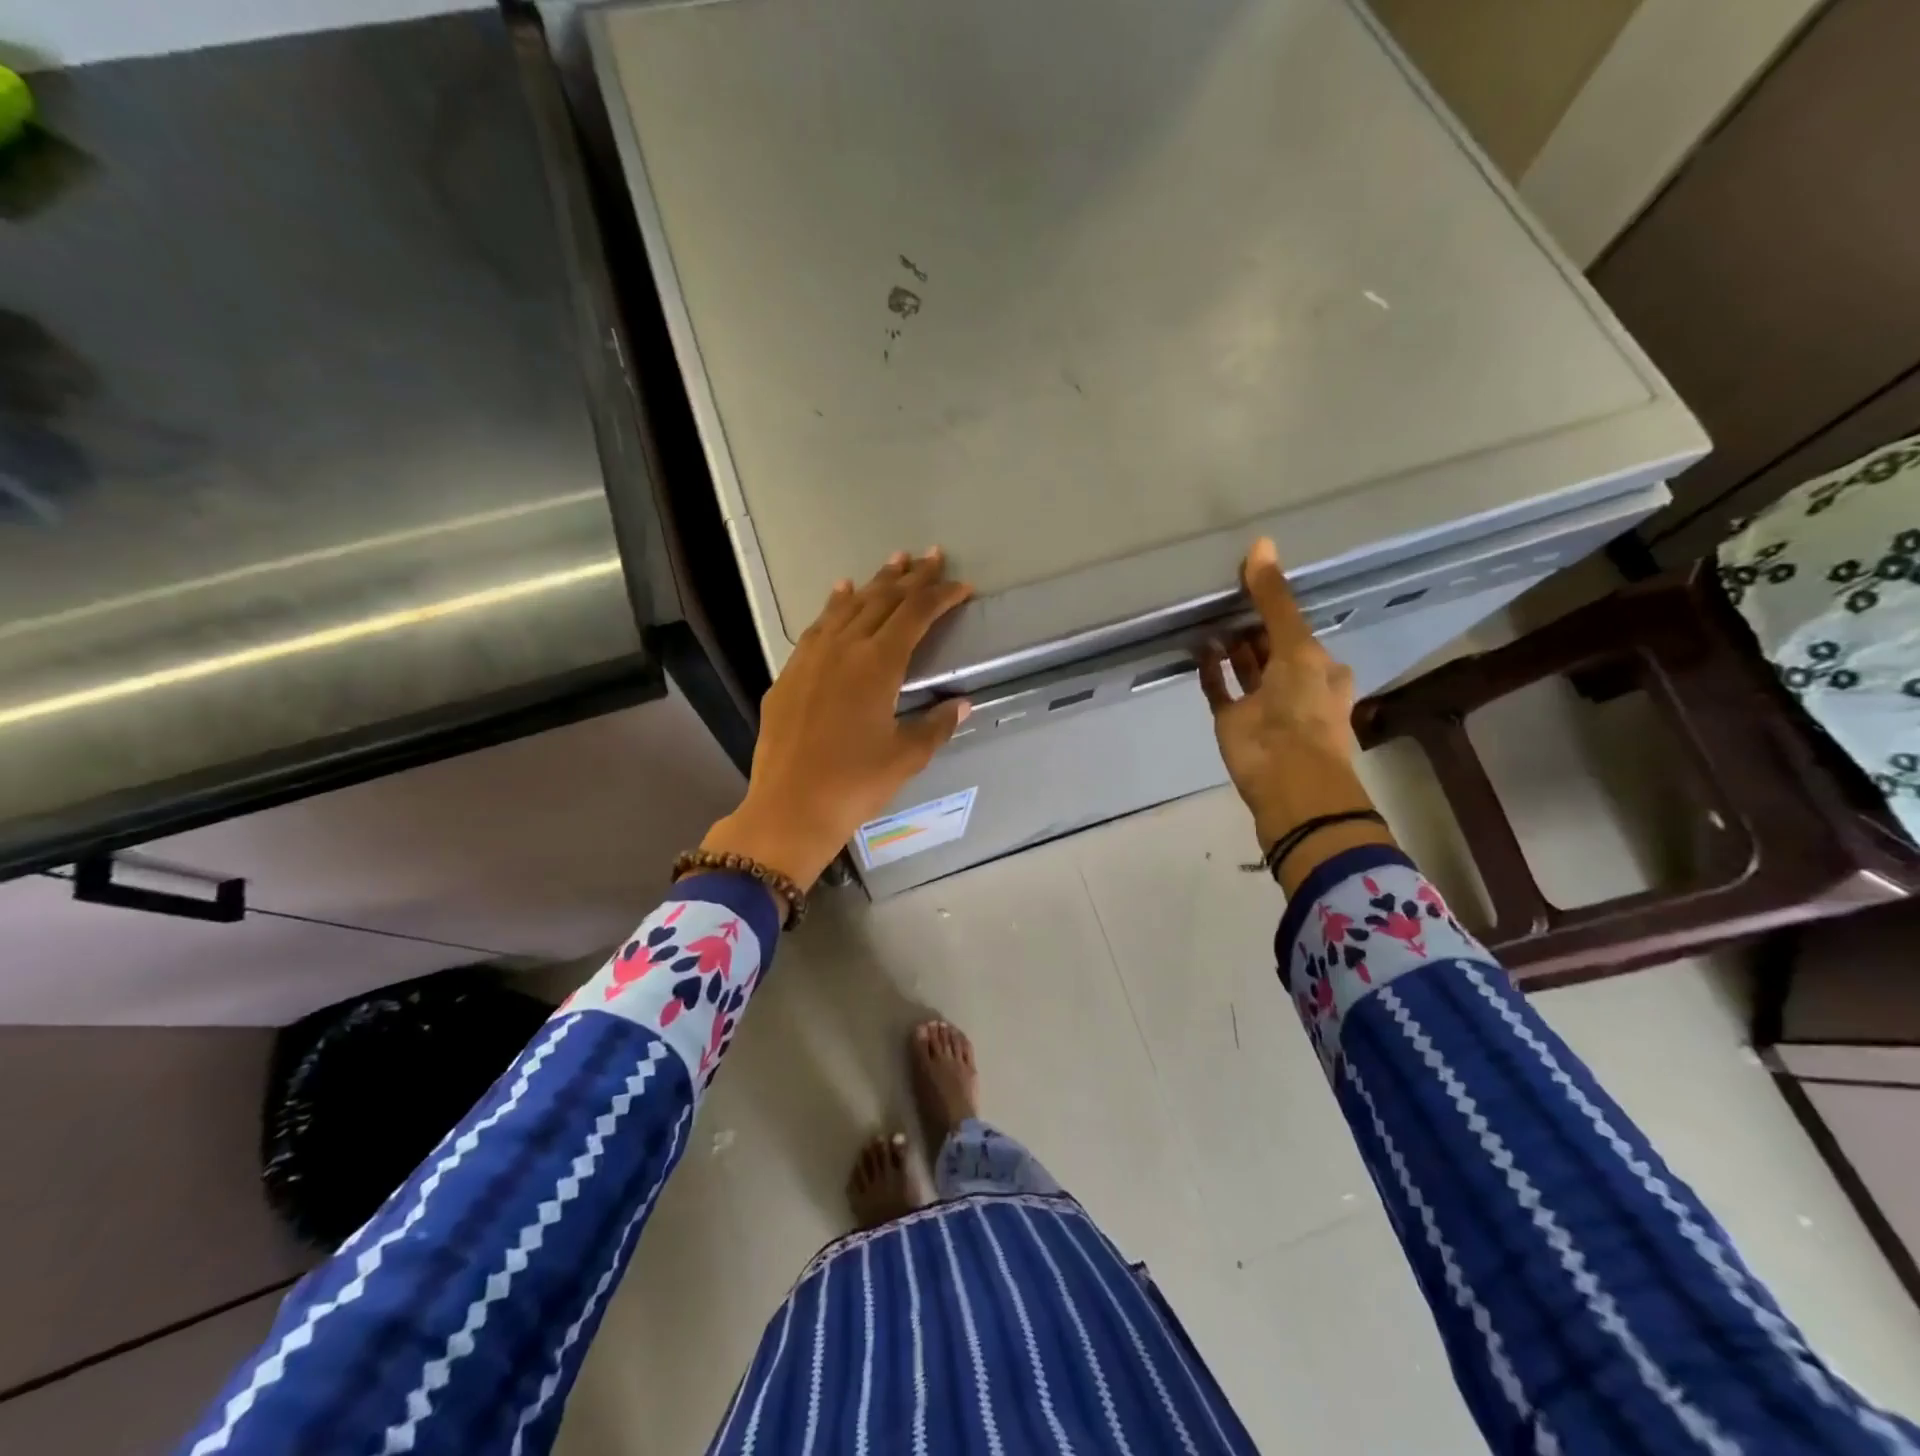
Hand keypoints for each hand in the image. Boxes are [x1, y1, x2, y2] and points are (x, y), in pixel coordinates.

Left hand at [701, 549, 973, 895]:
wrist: (790, 806)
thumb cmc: (855, 783)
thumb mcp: (906, 756)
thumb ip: (936, 725)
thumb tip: (961, 704)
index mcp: (878, 664)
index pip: (916, 615)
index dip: (941, 596)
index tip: (961, 586)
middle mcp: (844, 648)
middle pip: (882, 600)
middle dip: (910, 577)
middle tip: (931, 555)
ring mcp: (811, 657)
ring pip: (848, 606)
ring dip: (873, 583)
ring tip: (893, 562)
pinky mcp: (789, 673)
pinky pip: (818, 626)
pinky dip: (834, 606)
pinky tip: (840, 594)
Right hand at [1199, 539, 1391, 884]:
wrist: (1286, 778)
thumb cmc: (1303, 709)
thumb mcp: (1296, 647)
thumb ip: (1275, 600)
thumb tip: (1261, 544)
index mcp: (1321, 668)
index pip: (1298, 630)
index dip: (1280, 607)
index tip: (1256, 579)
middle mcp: (1293, 683)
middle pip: (1271, 646)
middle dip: (1253, 623)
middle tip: (1226, 591)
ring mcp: (1261, 703)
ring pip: (1244, 666)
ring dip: (1231, 644)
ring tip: (1210, 612)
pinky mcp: (1233, 721)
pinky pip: (1219, 688)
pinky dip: (1210, 669)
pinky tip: (1199, 645)